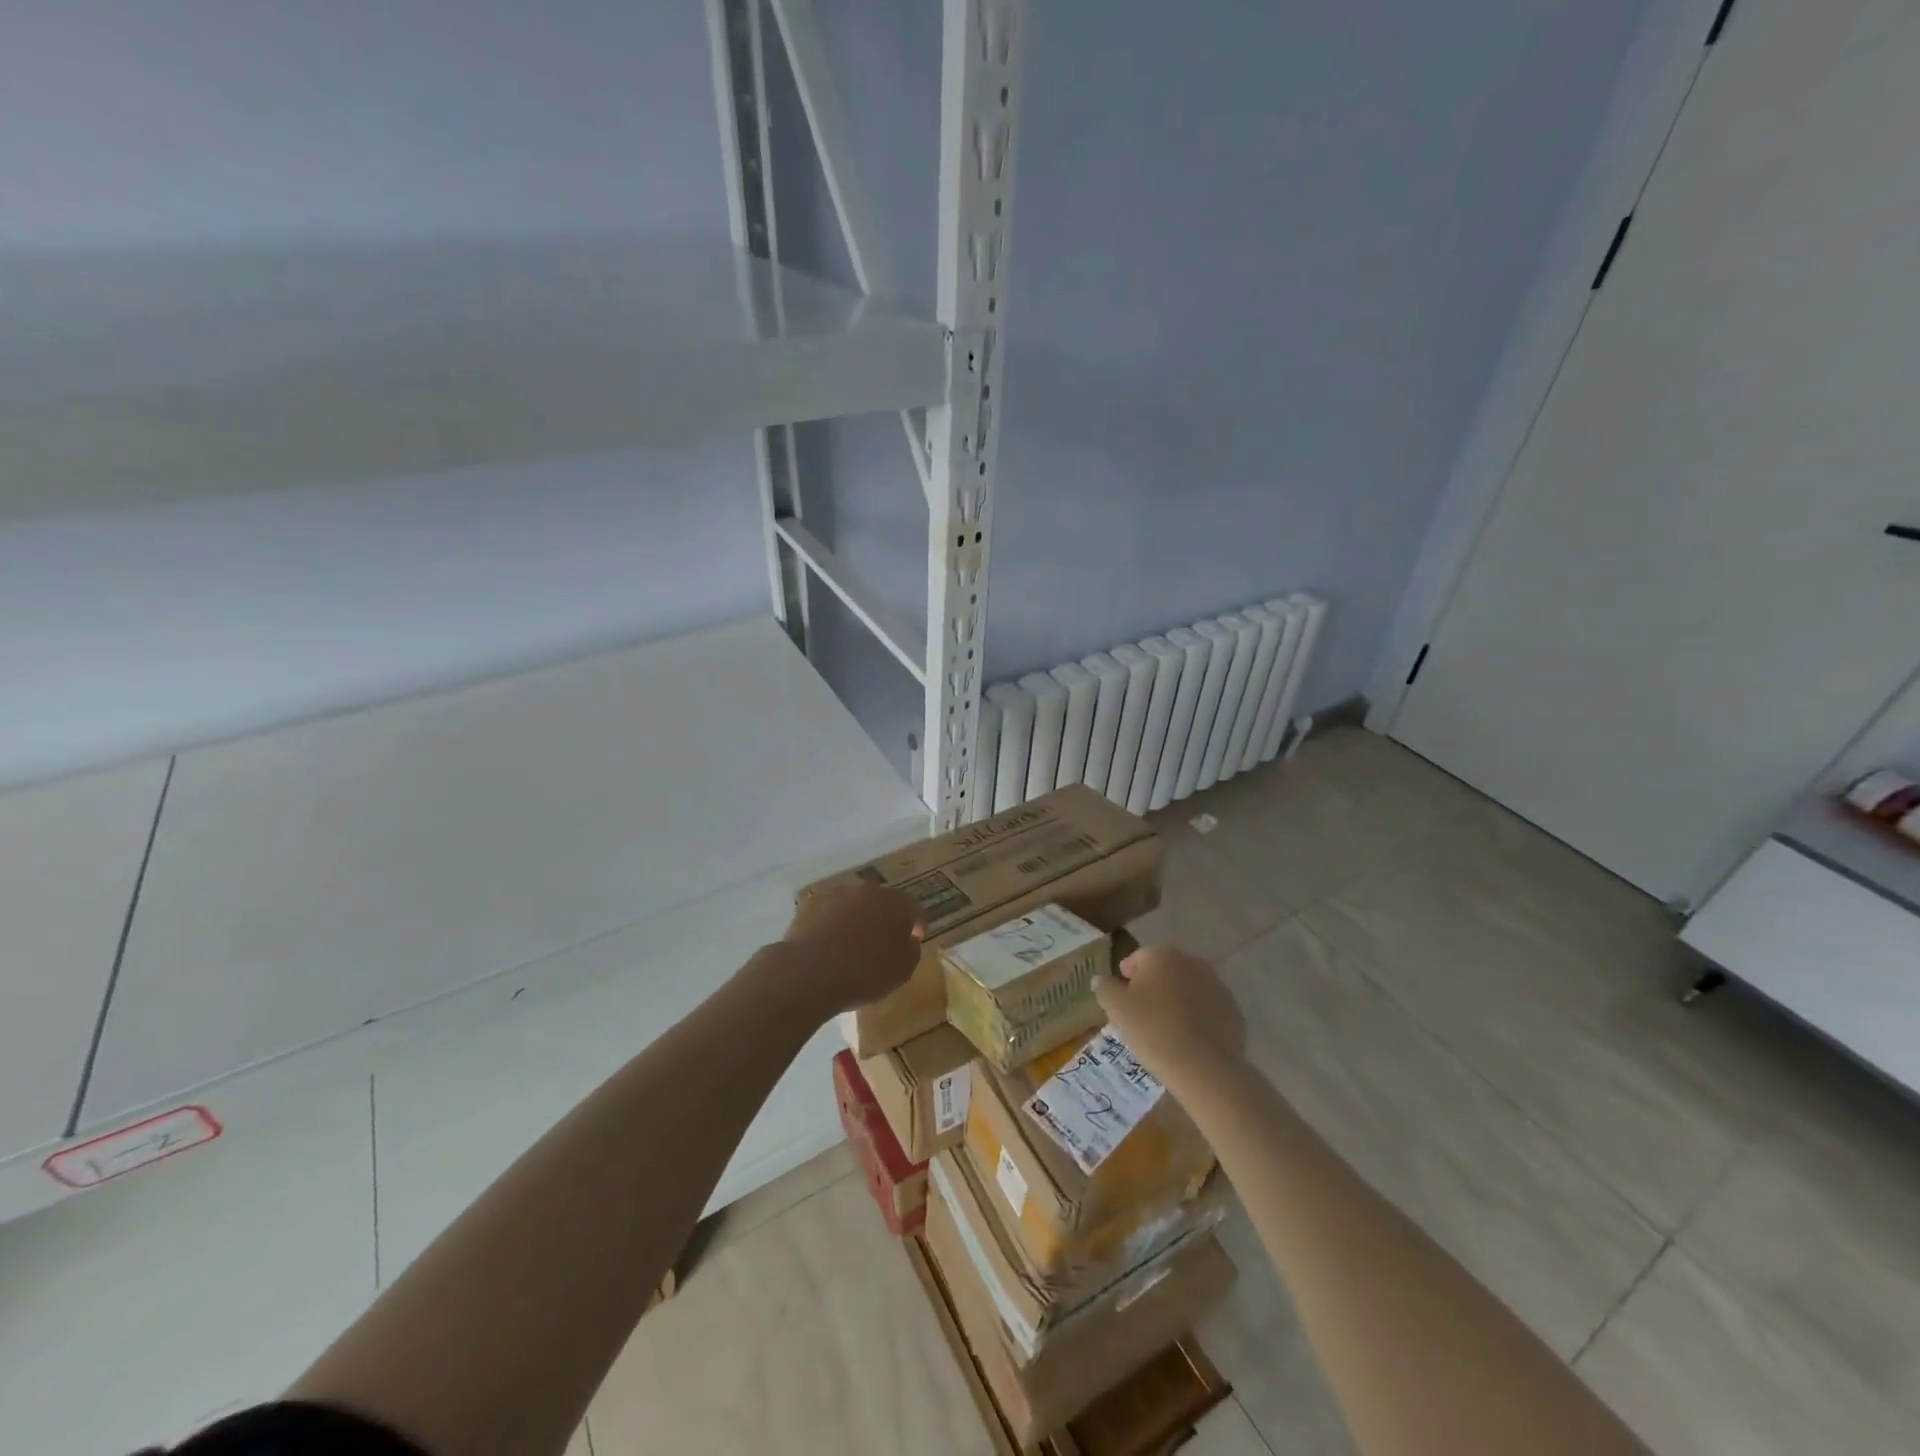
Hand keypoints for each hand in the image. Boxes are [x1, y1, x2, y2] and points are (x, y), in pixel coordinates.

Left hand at [782, 881, 925, 1012]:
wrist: (810, 972)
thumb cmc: (865, 973)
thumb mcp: (902, 970)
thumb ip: (911, 950)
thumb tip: (907, 940)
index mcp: (896, 903)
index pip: (914, 909)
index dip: (916, 926)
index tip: (914, 940)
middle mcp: (867, 890)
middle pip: (882, 902)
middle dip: (884, 919)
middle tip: (882, 943)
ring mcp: (836, 894)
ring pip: (853, 905)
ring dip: (856, 919)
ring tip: (851, 946)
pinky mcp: (810, 904)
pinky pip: (829, 914)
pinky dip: (832, 925)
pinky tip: (827, 946)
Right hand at [1095, 944, 1246, 1086]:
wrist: (1204, 1068)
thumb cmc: (1153, 1030)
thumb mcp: (1116, 1009)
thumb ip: (1105, 988)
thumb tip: (1101, 980)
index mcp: (1162, 955)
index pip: (1136, 959)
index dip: (1126, 980)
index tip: (1122, 1003)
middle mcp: (1192, 962)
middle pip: (1164, 972)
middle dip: (1152, 989)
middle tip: (1141, 1018)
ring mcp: (1217, 985)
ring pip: (1187, 990)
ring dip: (1176, 1002)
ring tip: (1166, 1032)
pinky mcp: (1233, 1011)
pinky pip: (1207, 1009)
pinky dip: (1197, 1019)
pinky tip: (1189, 1041)